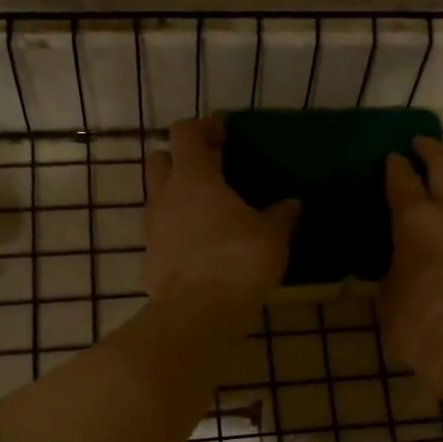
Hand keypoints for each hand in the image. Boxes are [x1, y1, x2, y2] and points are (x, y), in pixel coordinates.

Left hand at [143, 118, 298, 315]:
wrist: (199, 313)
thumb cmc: (238, 261)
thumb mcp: (272, 236)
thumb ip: (281, 215)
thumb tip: (292, 203)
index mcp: (193, 177)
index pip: (185, 133)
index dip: (203, 128)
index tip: (224, 137)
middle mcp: (165, 196)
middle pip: (159, 159)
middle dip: (181, 159)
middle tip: (210, 172)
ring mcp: (152, 228)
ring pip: (157, 197)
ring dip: (177, 196)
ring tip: (209, 213)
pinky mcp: (150, 258)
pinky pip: (160, 232)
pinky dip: (176, 231)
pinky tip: (201, 247)